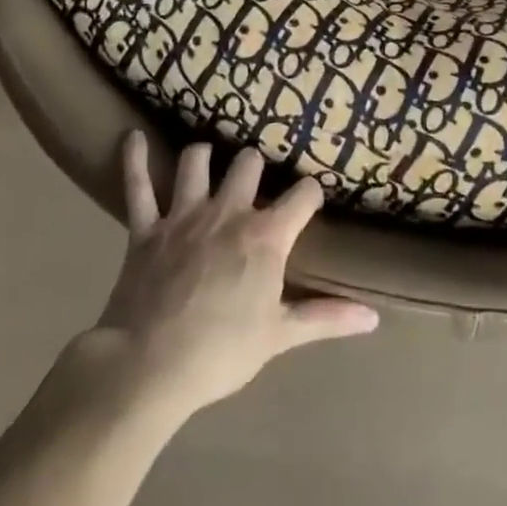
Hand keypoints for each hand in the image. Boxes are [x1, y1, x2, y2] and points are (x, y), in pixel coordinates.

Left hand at [80, 133, 378, 423]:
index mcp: (265, 235)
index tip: (310, 200)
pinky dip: (135, 160)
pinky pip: (138, 185)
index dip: (310, 194)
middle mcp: (228, 211)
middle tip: (255, 182)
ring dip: (203, 157)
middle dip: (255, 167)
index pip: (304, 194)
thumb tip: (374, 318)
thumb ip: (326, 319)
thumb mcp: (279, 337)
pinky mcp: (146, 228)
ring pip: (197, 160)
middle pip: (249, 162)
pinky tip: (133, 137)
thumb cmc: (221, 353)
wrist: (148, 368)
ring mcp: (184, 214)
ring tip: (207, 160)